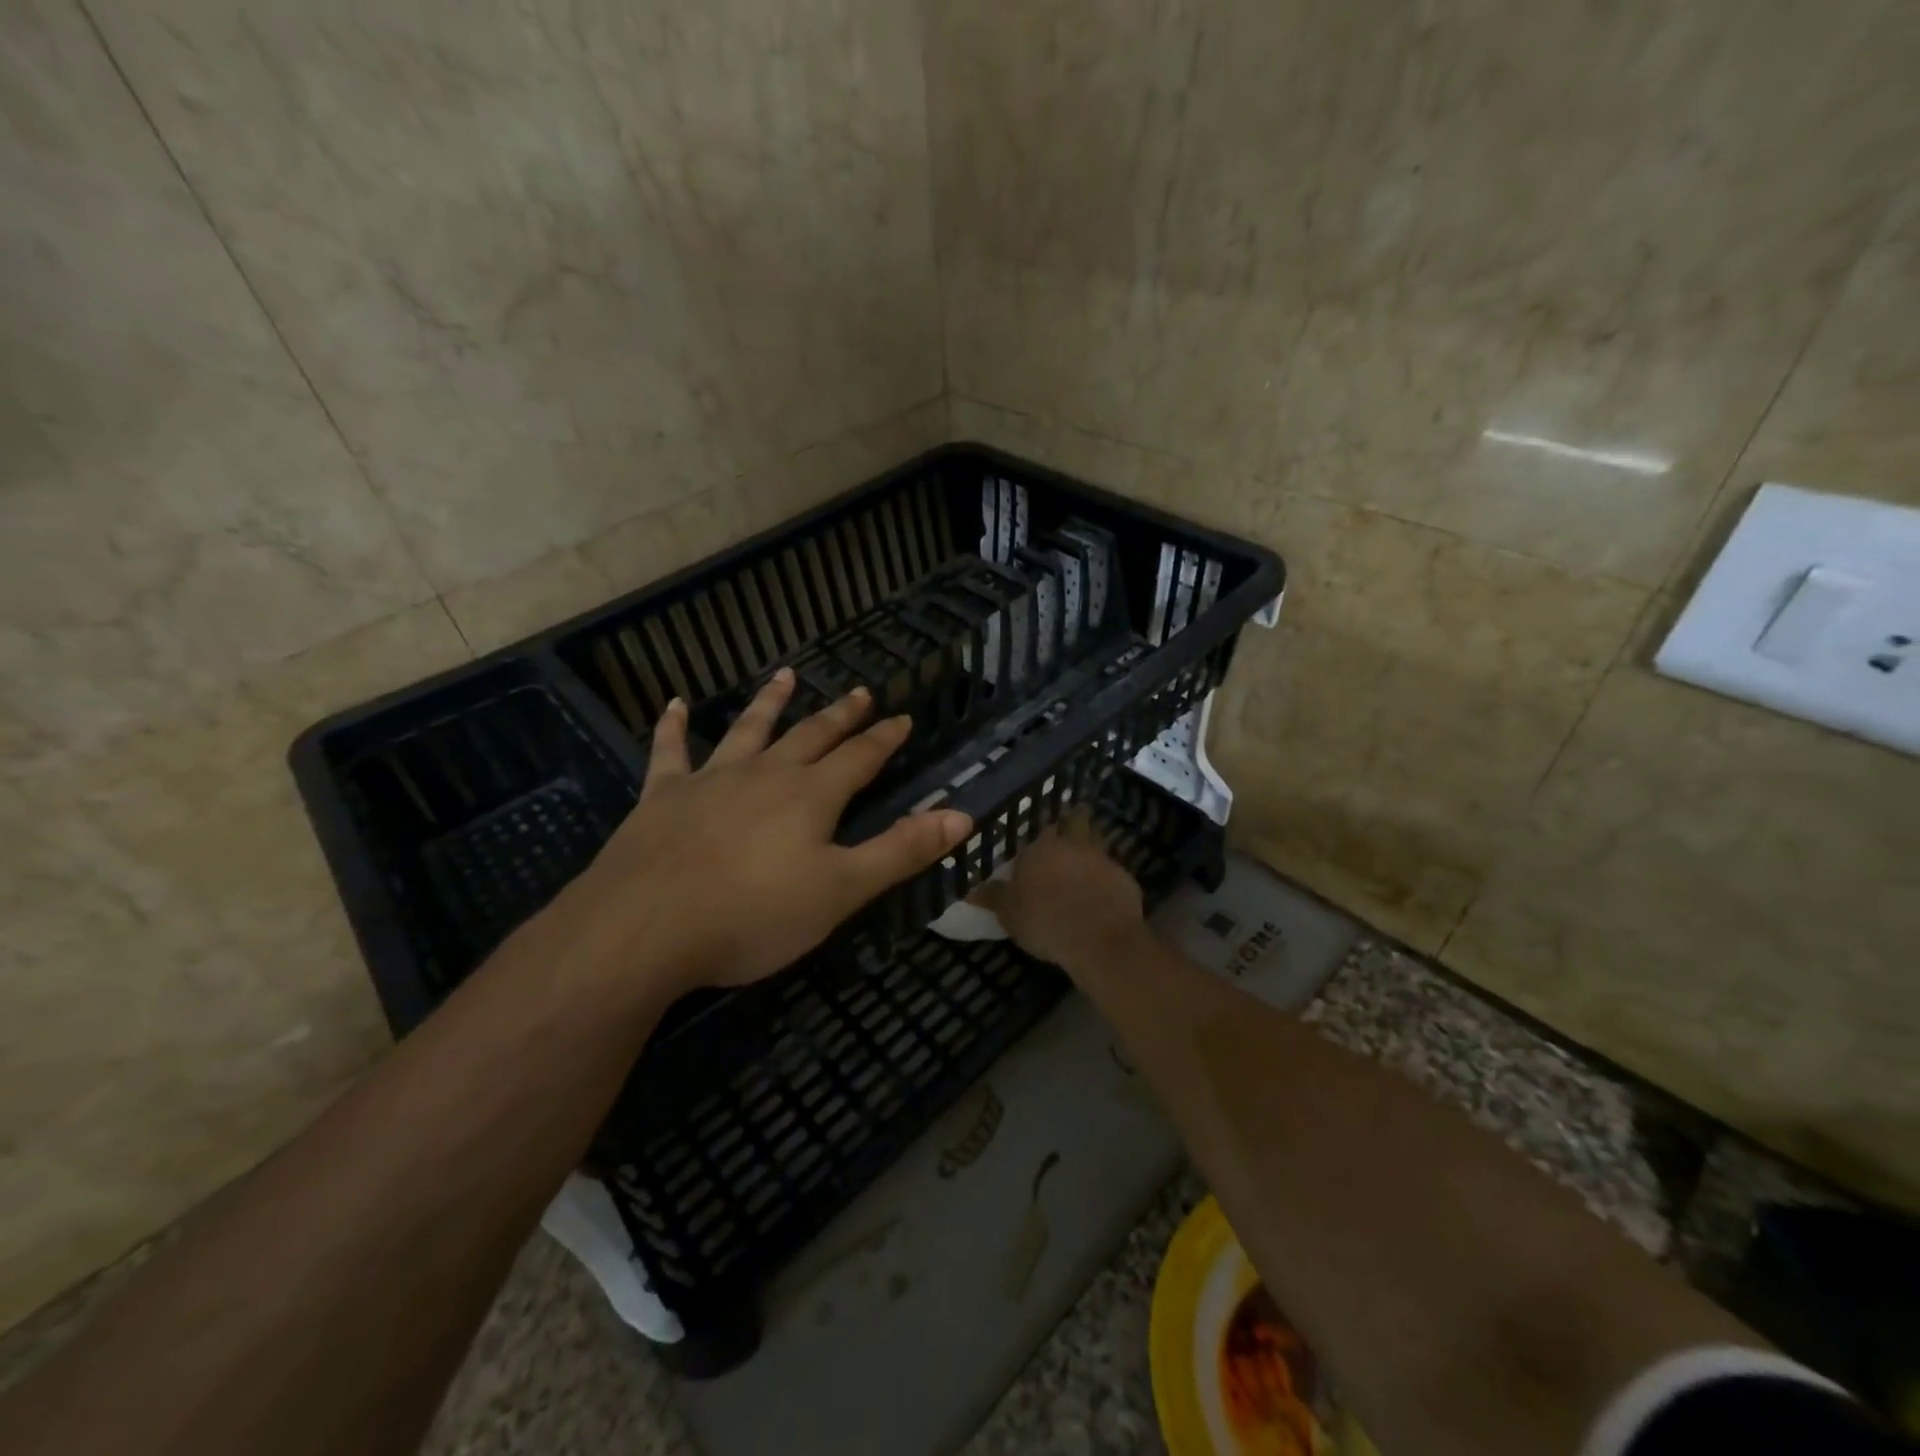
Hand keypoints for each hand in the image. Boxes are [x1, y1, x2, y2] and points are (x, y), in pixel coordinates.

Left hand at [559, 668, 972, 992]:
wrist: (644, 928)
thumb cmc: (753, 914)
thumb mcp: (841, 890)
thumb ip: (901, 851)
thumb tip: (961, 815)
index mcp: (811, 796)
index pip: (860, 758)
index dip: (884, 738)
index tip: (903, 717)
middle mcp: (765, 775)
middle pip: (811, 735)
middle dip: (840, 716)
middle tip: (860, 692)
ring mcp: (710, 780)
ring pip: (748, 730)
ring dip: (769, 702)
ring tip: (786, 676)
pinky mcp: (662, 796)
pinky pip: (669, 752)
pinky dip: (673, 727)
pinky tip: (675, 704)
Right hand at [974, 809, 1145, 974]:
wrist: (1099, 938)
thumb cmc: (1044, 920)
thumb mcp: (1008, 913)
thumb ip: (993, 897)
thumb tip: (972, 889)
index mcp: (1042, 848)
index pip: (1041, 828)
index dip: (1042, 832)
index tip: (1041, 836)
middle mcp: (1073, 845)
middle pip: (1076, 820)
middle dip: (1073, 820)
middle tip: (1070, 825)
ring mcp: (1103, 859)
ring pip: (1098, 841)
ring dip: (1092, 845)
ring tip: (1085, 858)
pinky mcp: (1125, 879)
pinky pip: (1113, 872)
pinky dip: (1107, 878)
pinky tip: (1103, 891)